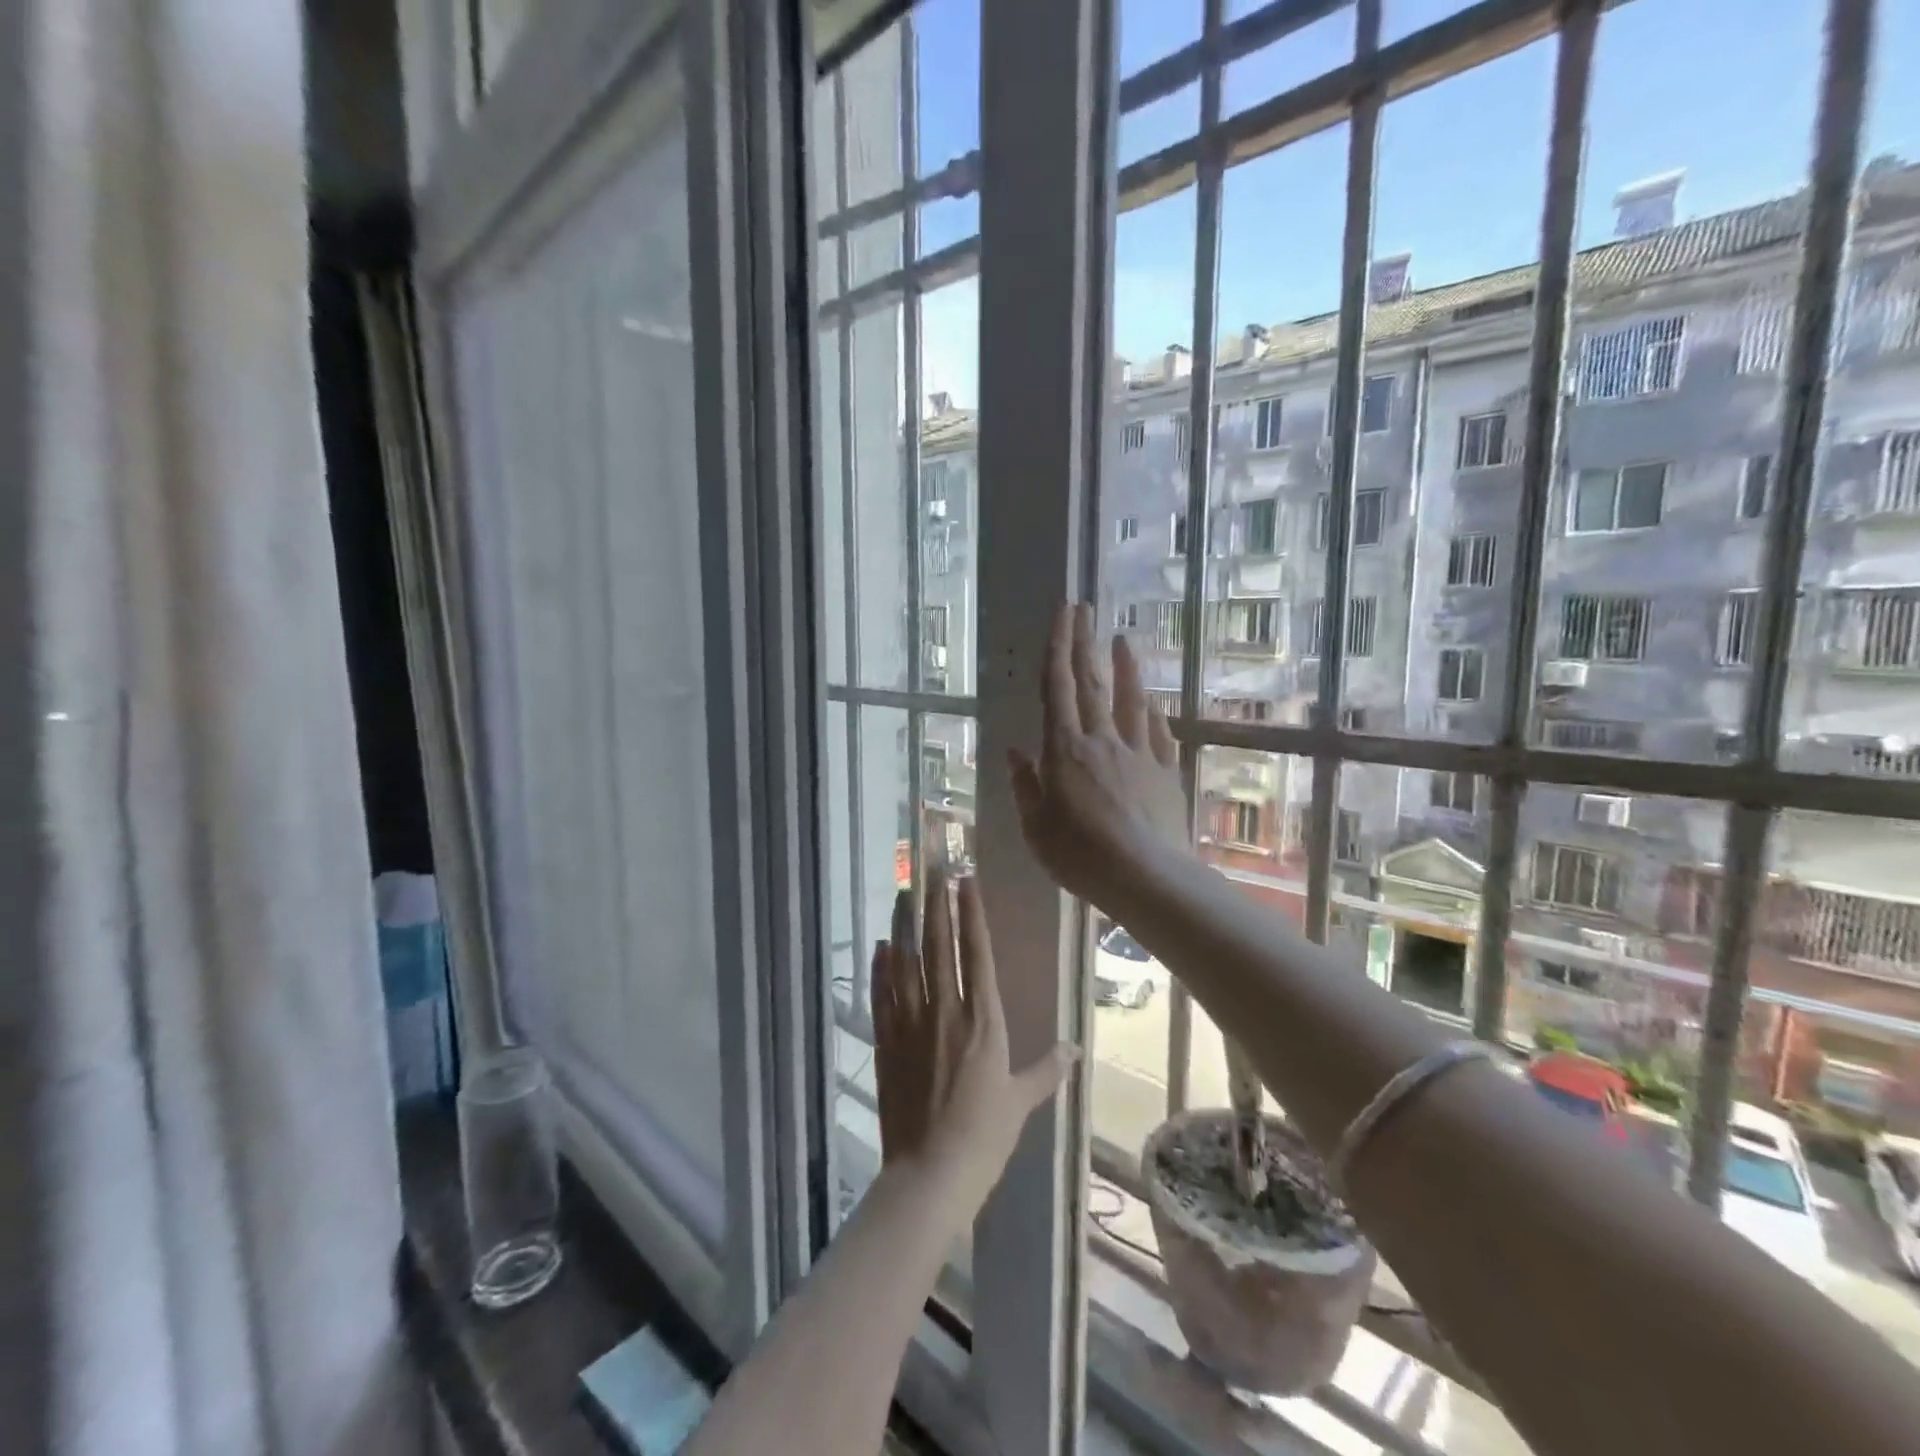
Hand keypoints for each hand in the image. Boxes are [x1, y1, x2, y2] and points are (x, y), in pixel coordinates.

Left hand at [871, 870, 1075, 1210]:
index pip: (976, 954)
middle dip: (936, 905)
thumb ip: (1046, 1070)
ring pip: (906, 963)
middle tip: (932, 870)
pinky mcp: (886, 1042)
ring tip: (904, 893)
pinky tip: (882, 946)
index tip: (965, 881)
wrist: (930, 1174)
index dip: (971, 914)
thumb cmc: (984, 1137)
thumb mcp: (1022, 1102)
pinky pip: (882, 995)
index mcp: (984, 1021)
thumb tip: (1074, 1049)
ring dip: (905, 926)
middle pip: (939, 947)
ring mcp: (911, 1024)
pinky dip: (881, 968)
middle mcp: (946, 1012)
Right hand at [1008, 603, 1191, 909]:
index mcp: (1064, 751)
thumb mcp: (1036, 827)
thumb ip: (1025, 785)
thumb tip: (1015, 752)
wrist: (1145, 878)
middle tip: (1084, 608)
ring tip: (1123, 639)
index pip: (1058, 688)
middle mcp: (1101, 741)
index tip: (1062, 614)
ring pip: (1130, 701)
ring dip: (1126, 668)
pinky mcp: (1164, 773)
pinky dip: (1152, 714)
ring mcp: (1137, 754)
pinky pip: (1157, 735)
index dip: (1058, 648)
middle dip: (1085, 643)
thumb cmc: (1080, 856)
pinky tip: (1152, 702)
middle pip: (1092, 684)